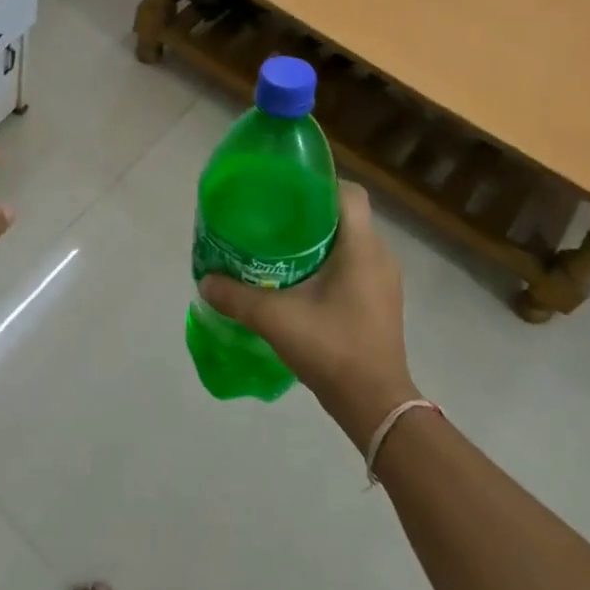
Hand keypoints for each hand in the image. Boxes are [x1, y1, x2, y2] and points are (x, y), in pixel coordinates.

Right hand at [200, 182, 417, 440]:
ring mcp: (385, 281)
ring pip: (351, 243)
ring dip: (320, 241)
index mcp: (362, 248)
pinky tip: (300, 281)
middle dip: (311, 213)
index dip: (319, 184)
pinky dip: (330, 264)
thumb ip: (236, 297)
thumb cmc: (332, 349)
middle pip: (346, 216)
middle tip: (273, 219)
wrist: (375, 405)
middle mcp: (380, 257)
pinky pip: (355, 266)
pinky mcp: (381, 302)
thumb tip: (205, 281)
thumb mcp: (275, 319)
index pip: (349, 193)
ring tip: (281, 248)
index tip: (286, 190)